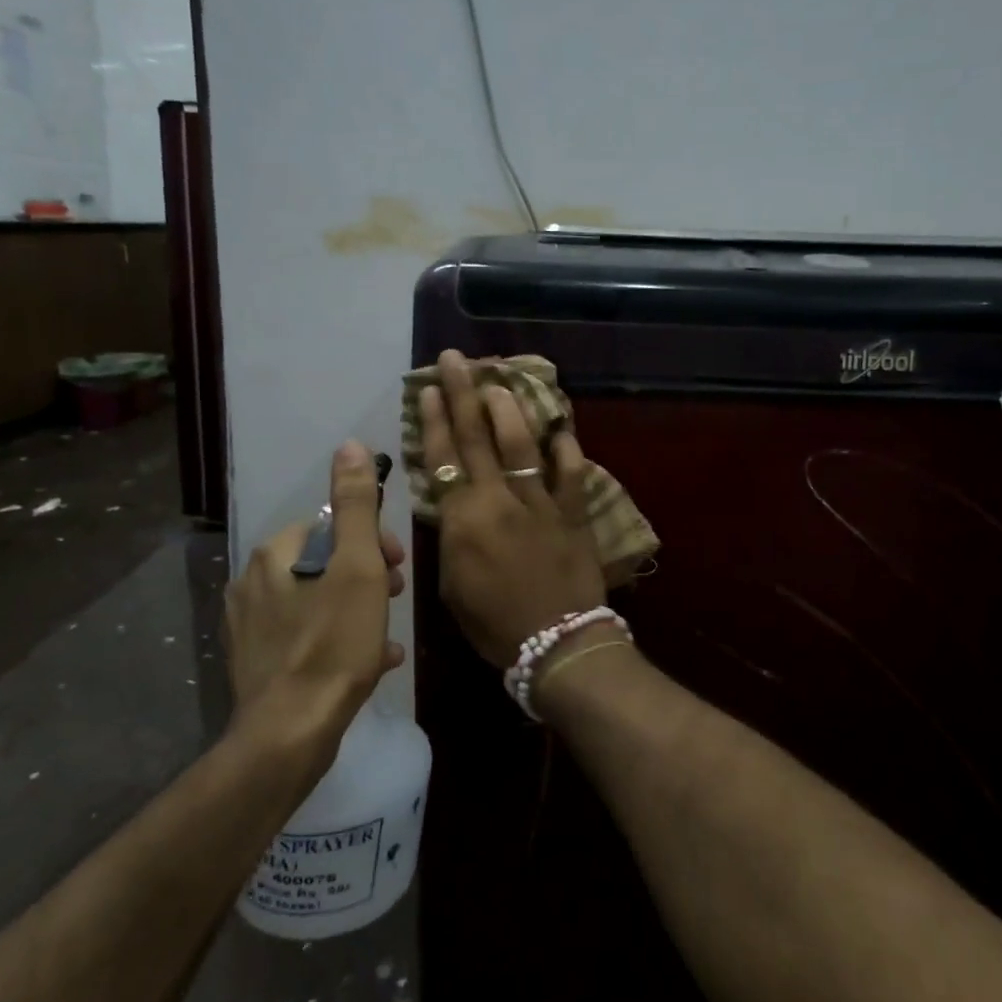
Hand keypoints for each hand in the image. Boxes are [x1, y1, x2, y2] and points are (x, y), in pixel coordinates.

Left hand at [223, 441, 406, 726]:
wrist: (290, 731)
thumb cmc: (334, 639)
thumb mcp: (359, 565)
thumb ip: (355, 504)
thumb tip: (349, 445)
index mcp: (276, 553)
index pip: (331, 525)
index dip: (372, 542)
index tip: (399, 567)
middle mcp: (252, 581)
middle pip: (324, 563)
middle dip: (366, 575)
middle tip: (394, 600)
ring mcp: (249, 625)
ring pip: (316, 601)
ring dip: (355, 609)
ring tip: (384, 637)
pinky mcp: (253, 662)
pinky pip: (304, 636)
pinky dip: (335, 639)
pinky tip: (367, 663)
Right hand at [419, 350, 607, 668]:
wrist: (558, 643)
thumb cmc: (495, 625)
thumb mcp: (452, 586)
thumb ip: (452, 538)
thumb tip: (455, 507)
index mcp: (464, 519)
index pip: (443, 457)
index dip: (434, 420)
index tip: (428, 388)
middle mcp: (500, 499)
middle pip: (477, 437)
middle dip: (463, 393)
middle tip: (456, 359)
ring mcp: (540, 502)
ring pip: (522, 444)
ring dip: (509, 408)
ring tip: (499, 382)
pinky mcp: (573, 512)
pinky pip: (571, 473)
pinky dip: (566, 449)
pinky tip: (560, 429)